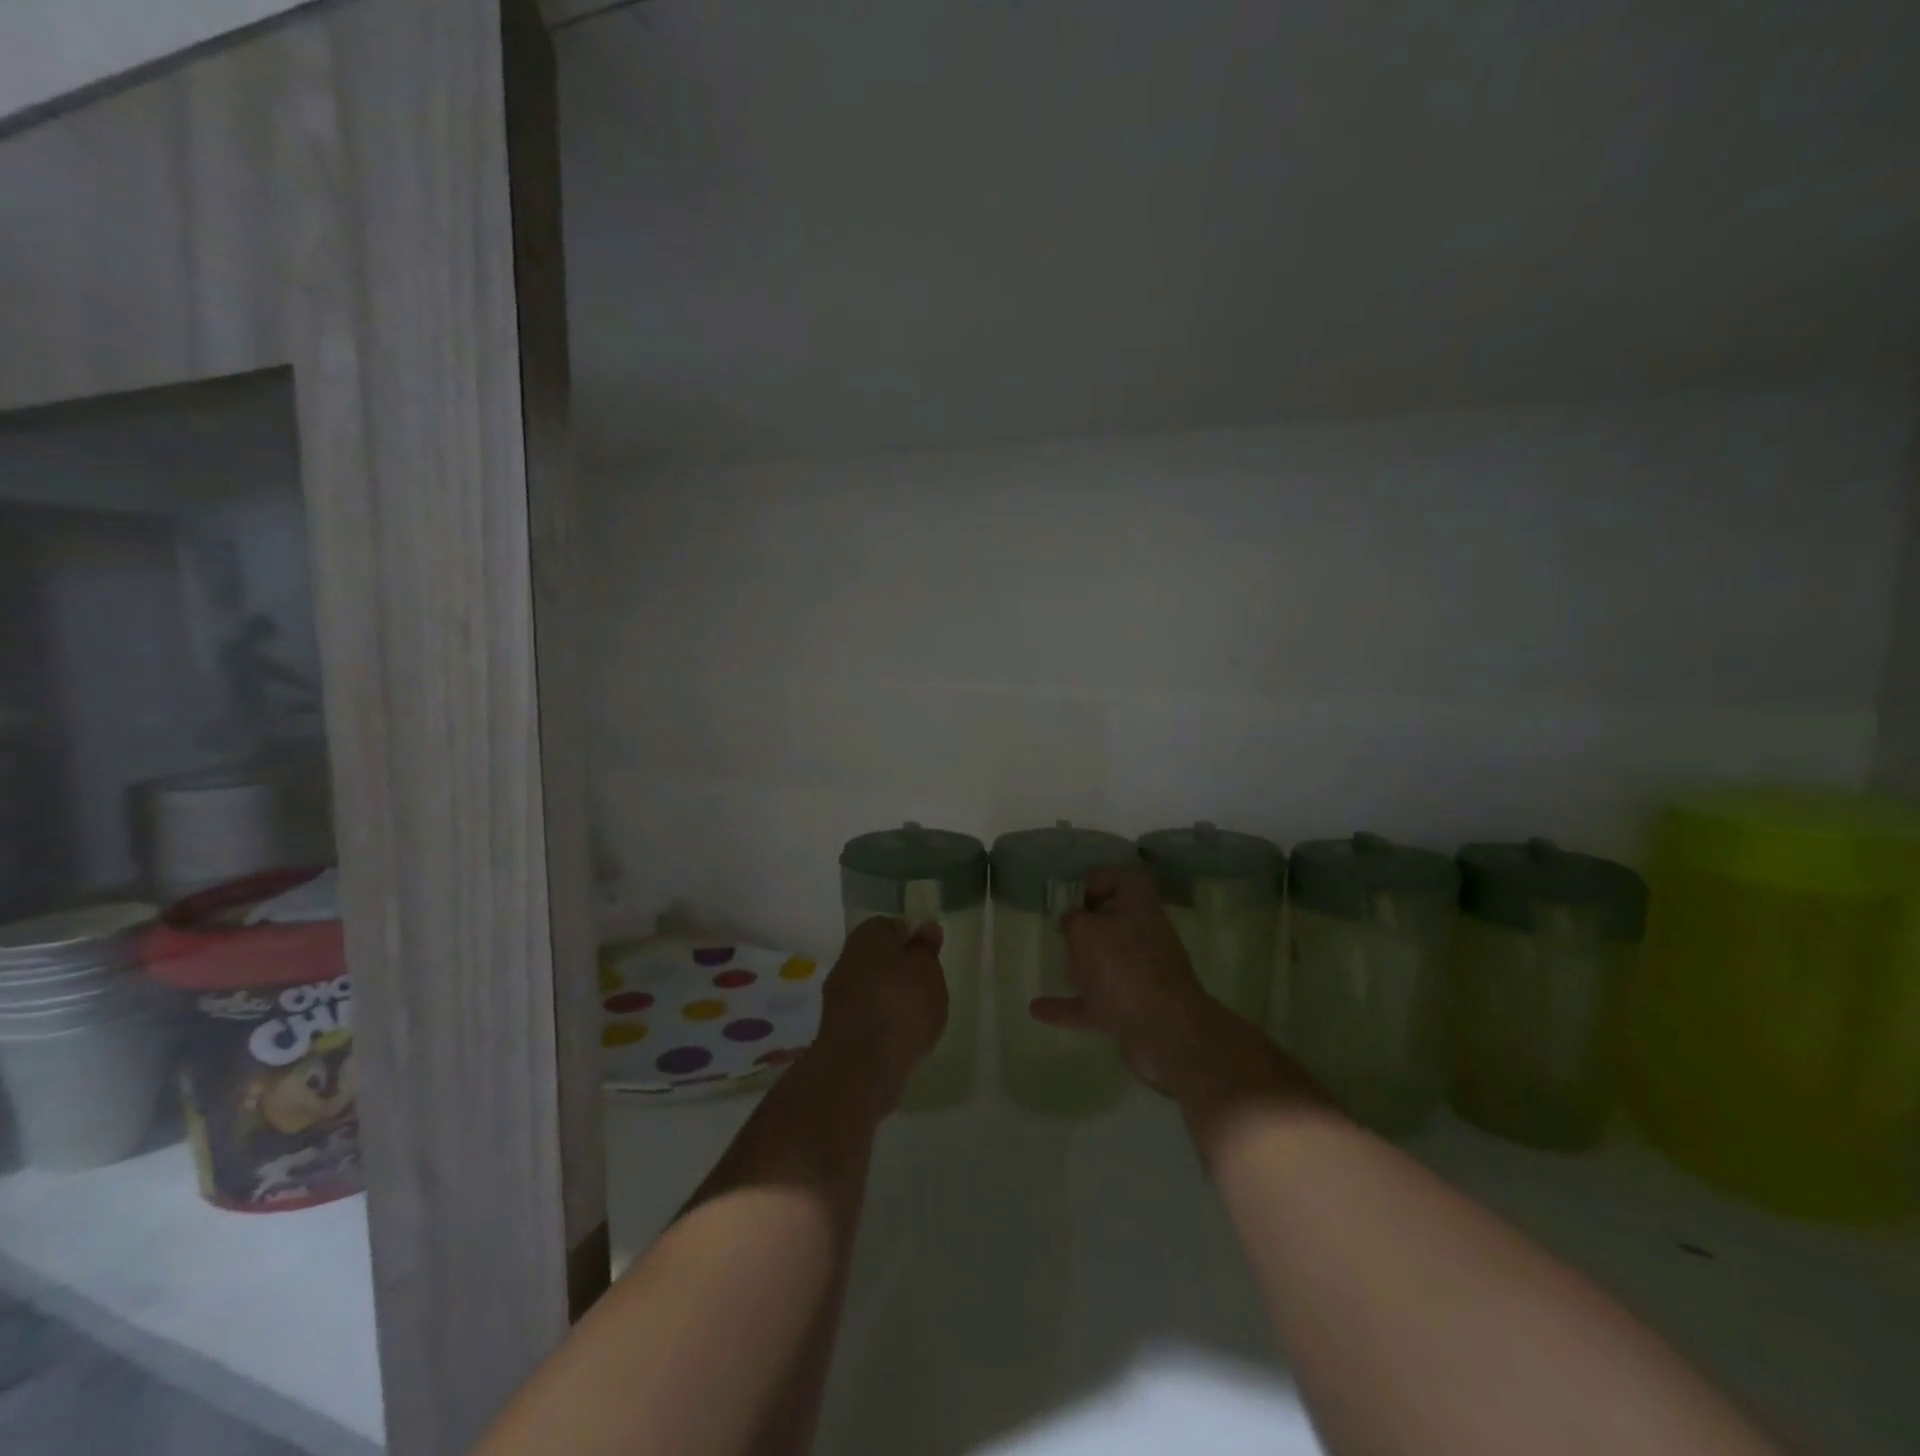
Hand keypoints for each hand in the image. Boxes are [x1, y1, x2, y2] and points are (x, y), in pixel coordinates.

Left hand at [814, 915, 948, 1112]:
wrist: (860, 1065)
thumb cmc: (902, 1005)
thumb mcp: (928, 970)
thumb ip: (926, 949)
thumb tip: (926, 927)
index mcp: (868, 935)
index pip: (891, 925)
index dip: (912, 938)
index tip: (930, 956)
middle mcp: (847, 958)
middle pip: (877, 956)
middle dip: (898, 968)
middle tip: (925, 985)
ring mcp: (837, 995)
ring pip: (869, 986)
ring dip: (888, 996)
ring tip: (915, 1016)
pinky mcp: (836, 1028)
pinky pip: (864, 1014)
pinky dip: (879, 1021)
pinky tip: (897, 1036)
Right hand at [1029, 864, 1233, 1089]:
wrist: (1165, 1033)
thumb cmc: (1124, 967)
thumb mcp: (1087, 931)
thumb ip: (1074, 921)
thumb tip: (1073, 921)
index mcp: (1140, 909)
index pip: (1127, 879)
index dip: (1101, 879)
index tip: (1075, 895)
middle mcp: (1144, 939)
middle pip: (1116, 923)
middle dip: (1089, 926)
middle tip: (1062, 930)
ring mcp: (1139, 978)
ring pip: (1107, 964)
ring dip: (1081, 966)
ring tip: (1053, 965)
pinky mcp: (1131, 1012)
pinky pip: (1093, 1003)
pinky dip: (1067, 1006)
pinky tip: (1037, 1009)